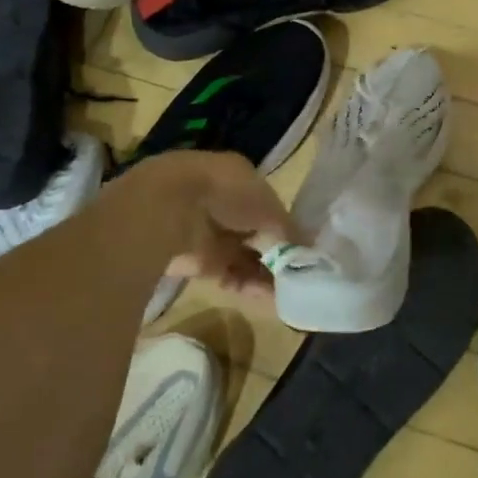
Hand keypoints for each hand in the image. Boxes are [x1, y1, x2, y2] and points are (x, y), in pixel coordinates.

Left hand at [115, 151, 297, 295]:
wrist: (167, 211)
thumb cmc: (226, 193)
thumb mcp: (268, 206)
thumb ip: (289, 227)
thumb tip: (310, 247)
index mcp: (239, 178)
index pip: (267, 205)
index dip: (285, 225)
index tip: (305, 245)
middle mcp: (224, 204)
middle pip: (256, 232)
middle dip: (277, 253)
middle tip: (303, 273)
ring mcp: (209, 233)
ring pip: (245, 256)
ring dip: (267, 273)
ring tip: (292, 291)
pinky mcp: (198, 261)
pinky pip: (230, 275)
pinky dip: (249, 286)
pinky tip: (272, 299)